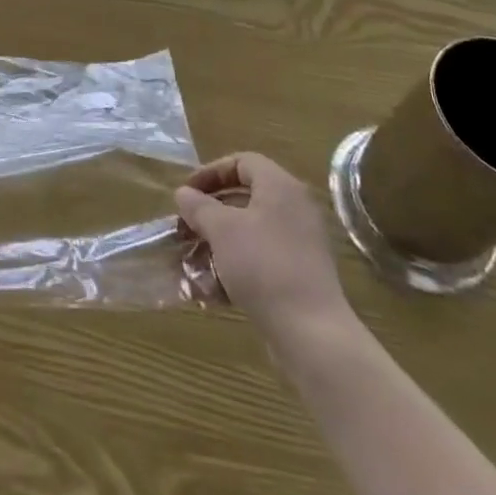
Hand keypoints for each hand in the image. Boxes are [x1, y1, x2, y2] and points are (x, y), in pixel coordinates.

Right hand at [175, 153, 351, 336]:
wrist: (311, 333)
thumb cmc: (263, 265)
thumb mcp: (221, 230)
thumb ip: (199, 206)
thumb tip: (184, 194)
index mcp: (280, 187)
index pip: (242, 162)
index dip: (210, 172)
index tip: (186, 193)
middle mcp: (295, 209)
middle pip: (246, 197)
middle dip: (211, 211)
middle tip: (187, 225)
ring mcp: (301, 244)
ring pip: (251, 231)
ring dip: (219, 242)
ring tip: (194, 260)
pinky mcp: (301, 276)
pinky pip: (262, 258)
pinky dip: (236, 266)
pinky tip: (213, 290)